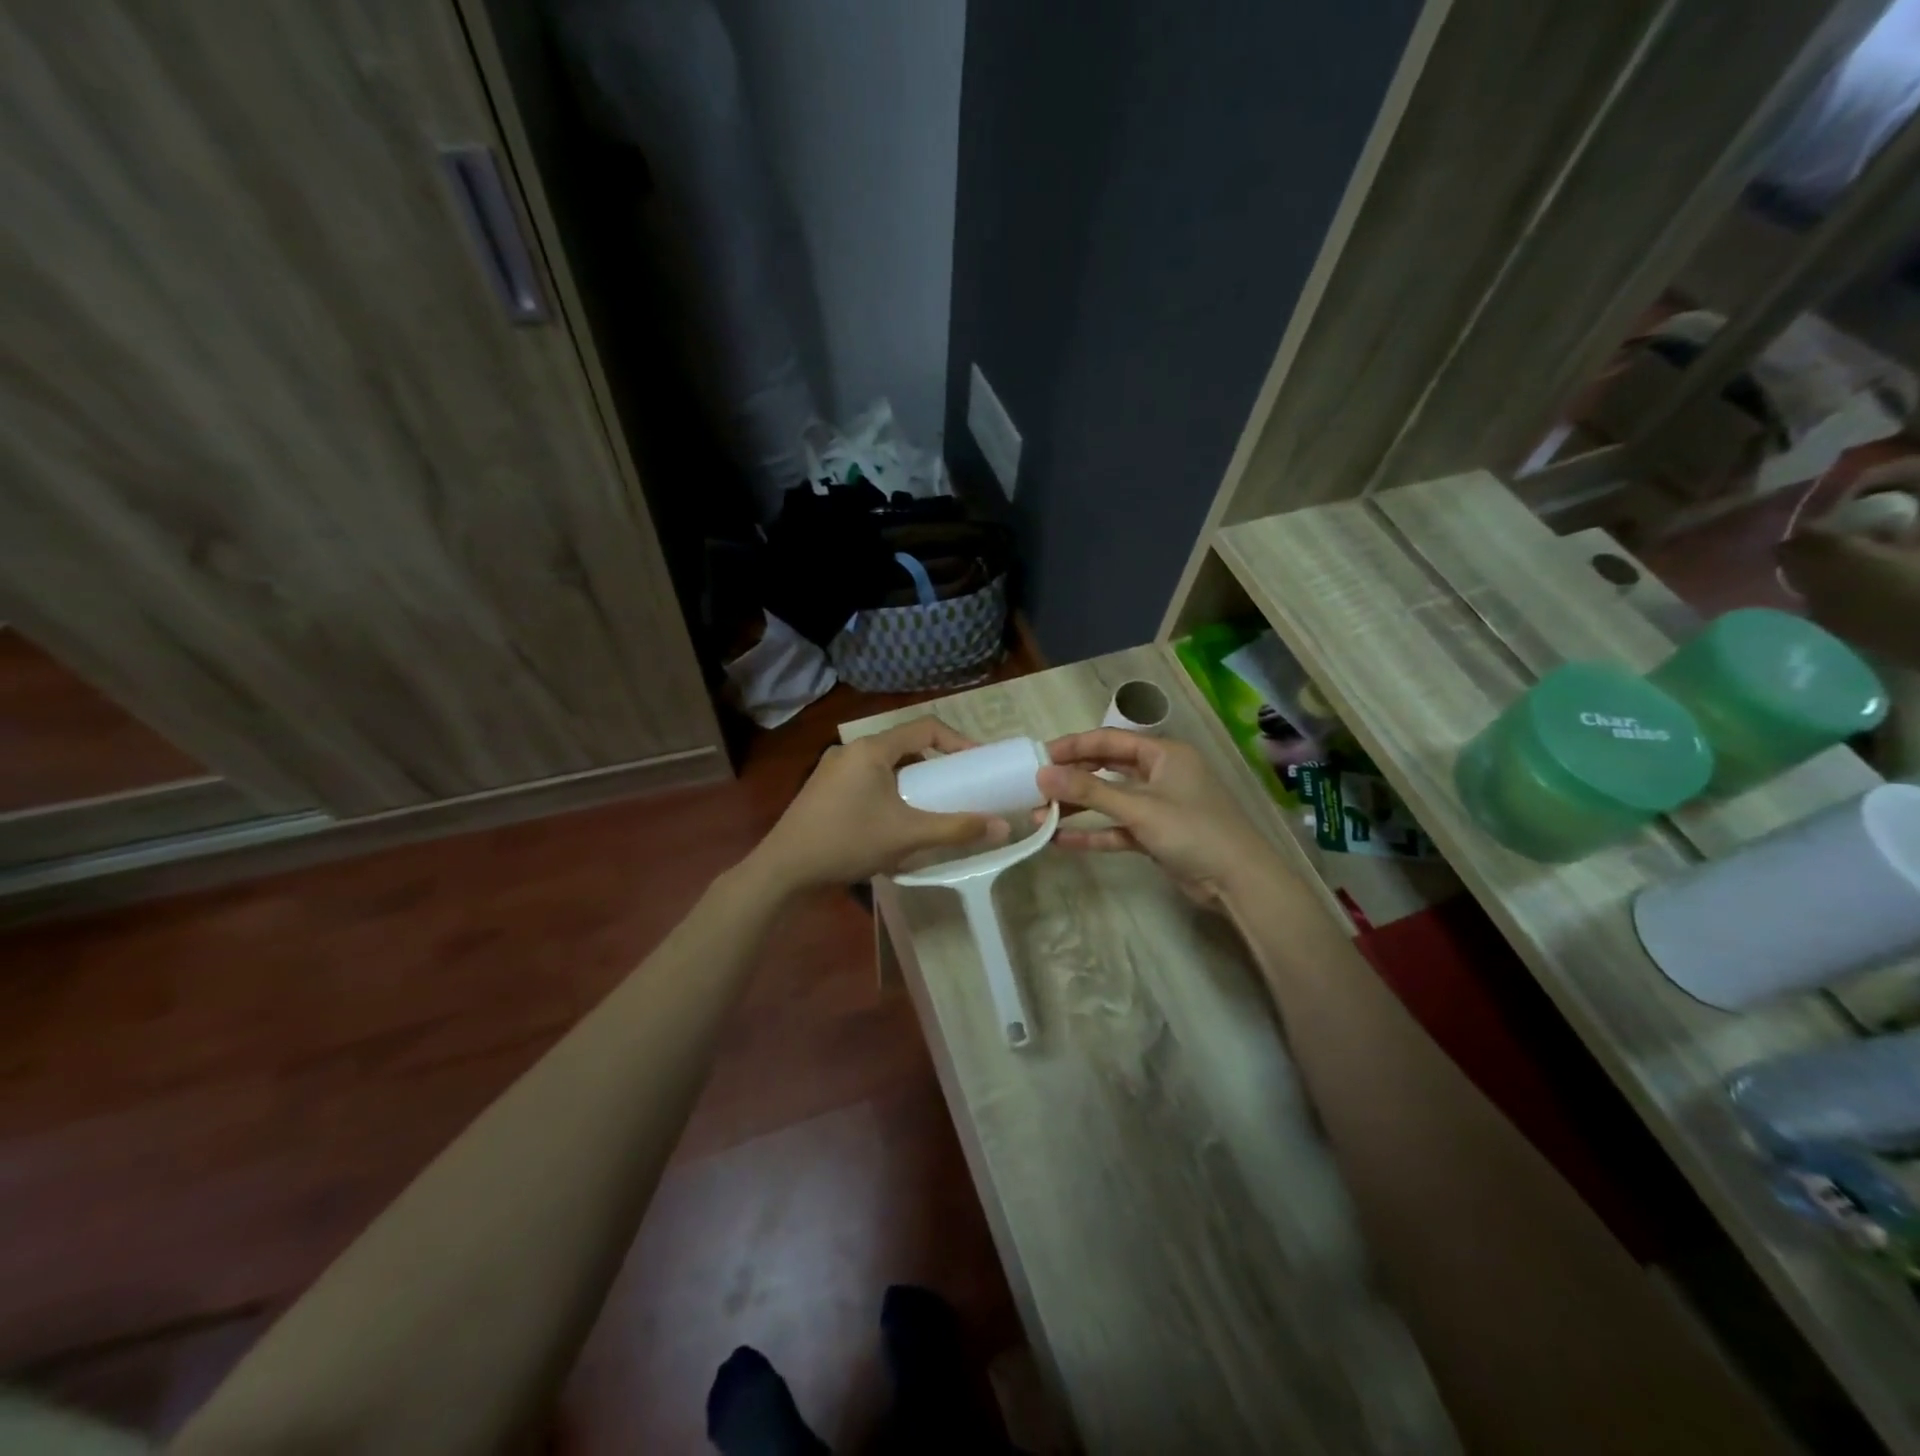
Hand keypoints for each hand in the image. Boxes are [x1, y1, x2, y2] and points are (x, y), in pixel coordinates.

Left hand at [750, 717, 1010, 892]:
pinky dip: (889, 789)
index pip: (925, 727)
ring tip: (930, 804)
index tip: (977, 763)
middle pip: (904, 745)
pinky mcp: (823, 789)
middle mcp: (850, 750)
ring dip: (911, 779)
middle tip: (957, 786)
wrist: (784, 869)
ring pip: (884, 764)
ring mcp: (833, 769)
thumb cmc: (848, 842)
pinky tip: (895, 819)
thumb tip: (1002, 827)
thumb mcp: (908, 835)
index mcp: (871, 749)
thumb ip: (956, 829)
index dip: (957, 741)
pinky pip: (867, 778)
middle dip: (935, 763)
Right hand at [1037, 730, 1283, 906]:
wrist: (1239, 881)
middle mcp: (1160, 773)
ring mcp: (1158, 805)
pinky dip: (1094, 832)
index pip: (1109, 740)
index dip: (1072, 746)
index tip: (1038, 757)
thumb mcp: (1139, 808)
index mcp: (1163, 753)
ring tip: (1039, 816)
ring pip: (1110, 800)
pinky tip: (1061, 840)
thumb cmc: (1193, 830)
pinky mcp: (1156, 834)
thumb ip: (1089, 791)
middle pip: (1107, 768)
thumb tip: (1042, 775)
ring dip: (1078, 808)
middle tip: (1034, 786)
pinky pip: (1117, 827)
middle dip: (1071, 778)